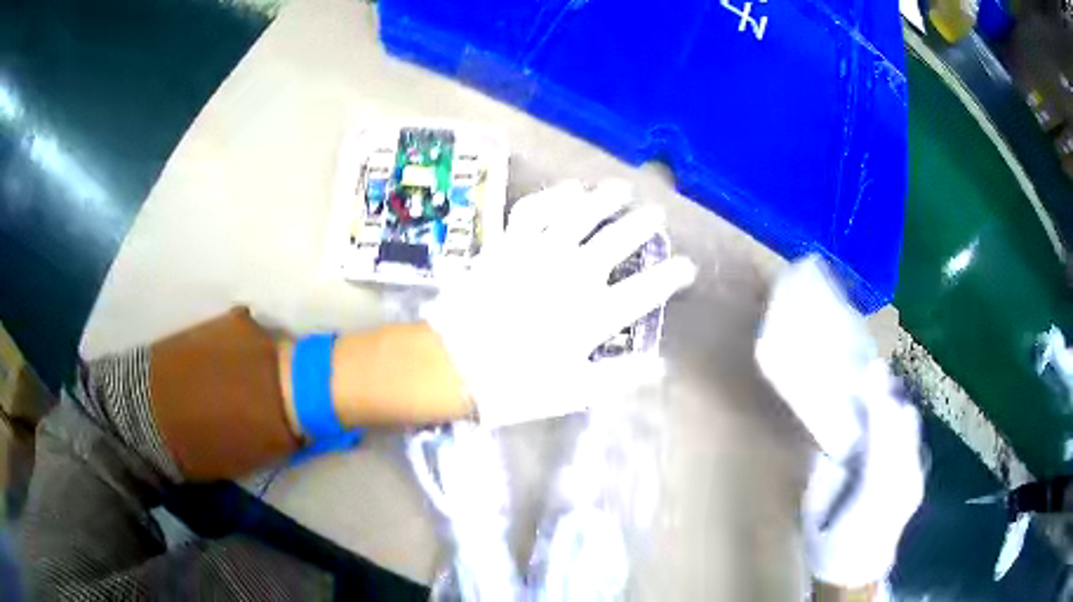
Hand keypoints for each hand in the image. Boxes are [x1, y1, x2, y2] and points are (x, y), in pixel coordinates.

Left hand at [421, 180, 695, 427]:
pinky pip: (534, 210)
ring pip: (580, 214)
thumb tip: (661, 366)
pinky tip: (570, 189)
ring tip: (621, 189)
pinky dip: (554, 196)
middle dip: (644, 225)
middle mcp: (573, 274)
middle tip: (657, 215)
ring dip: (605, 199)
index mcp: (594, 313)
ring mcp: (539, 253)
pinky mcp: (507, 244)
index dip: (673, 275)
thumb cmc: (515, 386)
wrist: (452, 365)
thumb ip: (621, 376)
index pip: (648, 289)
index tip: (688, 266)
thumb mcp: (575, 392)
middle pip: (619, 240)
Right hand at [802, 364, 924, 588]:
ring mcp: (916, 478)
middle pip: (903, 424)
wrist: (857, 572)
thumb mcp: (815, 512)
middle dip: (889, 394)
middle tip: (872, 371)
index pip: (883, 435)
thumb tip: (836, 438)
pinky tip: (890, 409)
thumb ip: (828, 473)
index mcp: (876, 492)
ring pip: (911, 426)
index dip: (878, 400)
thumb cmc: (829, 545)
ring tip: (880, 383)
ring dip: (896, 402)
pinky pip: (912, 436)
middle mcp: (904, 480)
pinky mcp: (918, 476)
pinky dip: (901, 419)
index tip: (870, 369)